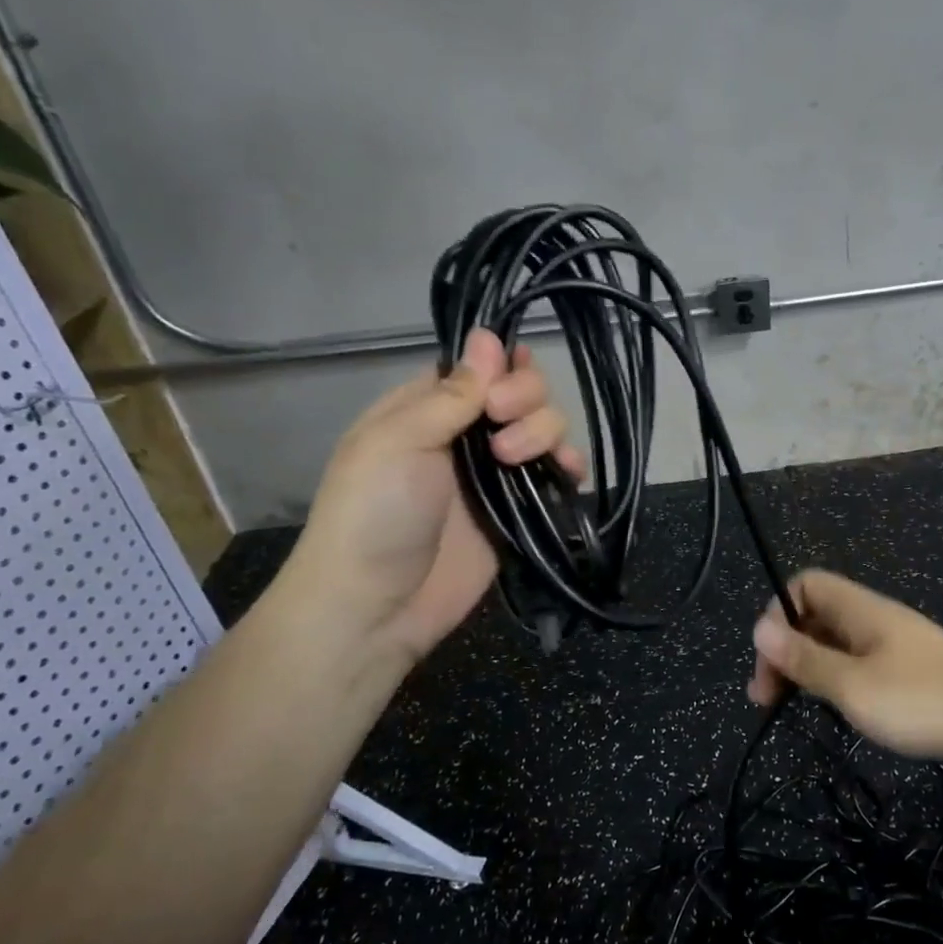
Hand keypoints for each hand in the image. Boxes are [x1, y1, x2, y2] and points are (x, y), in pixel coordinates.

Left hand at [278, 329, 583, 669]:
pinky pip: (559, 473)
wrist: (376, 606)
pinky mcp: (521, 509)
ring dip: (544, 431)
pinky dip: (570, 465)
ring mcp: (496, 472)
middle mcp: (466, 433)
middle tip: (501, 427)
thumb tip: (489, 336)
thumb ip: (452, 393)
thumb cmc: (372, 513)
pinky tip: (568, 471)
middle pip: (522, 390)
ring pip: (546, 426)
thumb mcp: (397, 440)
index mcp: (428, 408)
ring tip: (515, 460)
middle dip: (524, 398)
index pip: (481, 365)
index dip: (502, 365)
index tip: (498, 388)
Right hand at [748, 571, 942, 762]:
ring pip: (835, 642)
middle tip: (768, 697)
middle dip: (785, 649)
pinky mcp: (908, 669)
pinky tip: (839, 709)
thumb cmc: (921, 700)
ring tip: (796, 706)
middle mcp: (873, 618)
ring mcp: (893, 643)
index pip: (805, 585)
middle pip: (815, 614)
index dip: (778, 613)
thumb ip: (805, 659)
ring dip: (808, 668)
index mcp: (858, 609)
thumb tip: (759, 628)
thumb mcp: (852, 685)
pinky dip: (836, 679)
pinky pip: (857, 661)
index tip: (770, 661)